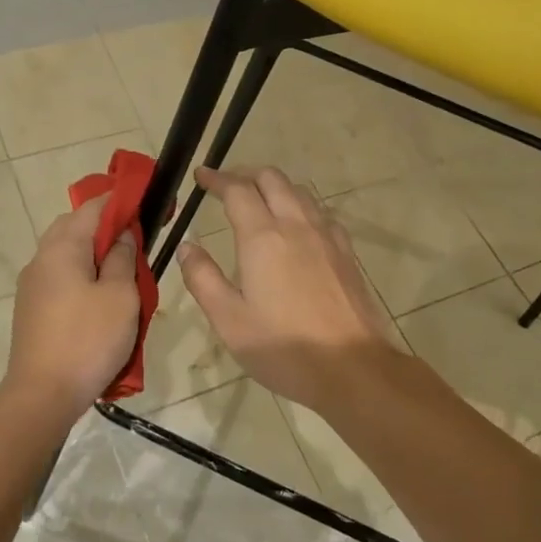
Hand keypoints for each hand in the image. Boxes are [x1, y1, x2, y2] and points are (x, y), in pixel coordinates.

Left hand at [1, 195, 140, 421]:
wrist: (42, 395)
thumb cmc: (88, 340)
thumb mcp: (121, 296)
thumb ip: (123, 258)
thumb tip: (122, 235)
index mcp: (62, 248)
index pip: (92, 207)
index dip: (120, 201)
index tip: (145, 204)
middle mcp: (41, 259)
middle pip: (74, 227)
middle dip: (105, 227)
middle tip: (136, 240)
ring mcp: (32, 285)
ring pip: (66, 253)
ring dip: (93, 253)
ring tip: (123, 271)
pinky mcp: (32, 308)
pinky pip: (60, 277)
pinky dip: (82, 274)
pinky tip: (101, 296)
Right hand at [176, 166, 404, 414]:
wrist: (353, 367)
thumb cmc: (283, 347)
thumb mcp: (229, 320)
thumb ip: (203, 278)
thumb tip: (187, 248)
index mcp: (263, 238)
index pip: (237, 191)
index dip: (217, 179)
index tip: (201, 176)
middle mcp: (296, 225)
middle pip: (272, 179)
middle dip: (246, 174)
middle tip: (226, 185)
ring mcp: (326, 236)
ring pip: (299, 191)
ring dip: (275, 186)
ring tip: (258, 200)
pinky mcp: (346, 252)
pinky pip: (320, 212)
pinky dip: (300, 206)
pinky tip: (297, 226)